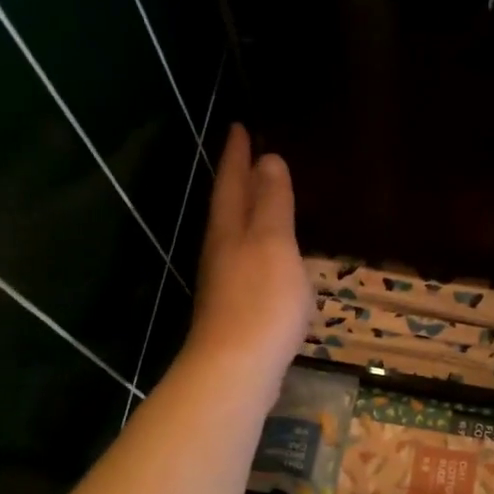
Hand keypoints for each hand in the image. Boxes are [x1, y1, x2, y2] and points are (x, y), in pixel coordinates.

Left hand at [186, 124, 312, 387]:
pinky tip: (268, 259)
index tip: (240, 126)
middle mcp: (221, 251)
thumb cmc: (261, 301)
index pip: (233, 182)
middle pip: (227, 207)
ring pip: (233, 236)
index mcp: (229, 230)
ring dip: (246, 214)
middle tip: (249, 156)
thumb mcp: (273, 243)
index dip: (238, 155)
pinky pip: (246, 263)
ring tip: (260, 200)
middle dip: (237, 180)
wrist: (237, 368)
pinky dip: (256, 248)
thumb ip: (272, 203)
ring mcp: (225, 283)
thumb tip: (267, 159)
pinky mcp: (235, 310)